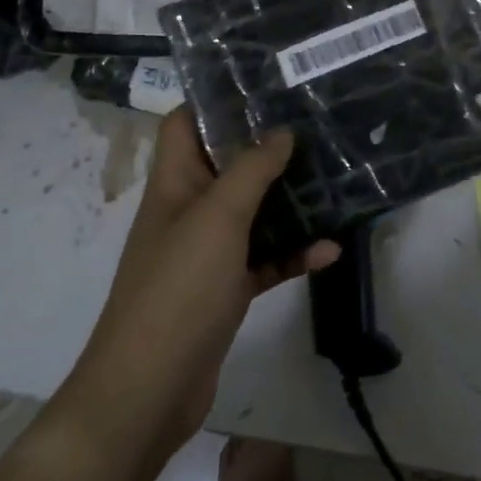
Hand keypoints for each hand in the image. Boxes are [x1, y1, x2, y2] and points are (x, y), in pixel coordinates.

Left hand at [59, 109, 338, 469]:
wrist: (148, 392)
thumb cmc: (178, 289)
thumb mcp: (217, 218)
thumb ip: (250, 170)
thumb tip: (280, 131)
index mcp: (174, 183)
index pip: (184, 124)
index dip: (214, 101)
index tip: (263, 87)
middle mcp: (187, 210)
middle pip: (226, 165)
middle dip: (266, 148)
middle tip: (314, 128)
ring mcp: (205, 253)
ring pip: (251, 213)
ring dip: (287, 202)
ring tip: (332, 181)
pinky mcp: (224, 290)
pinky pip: (263, 260)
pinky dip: (292, 253)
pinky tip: (330, 249)